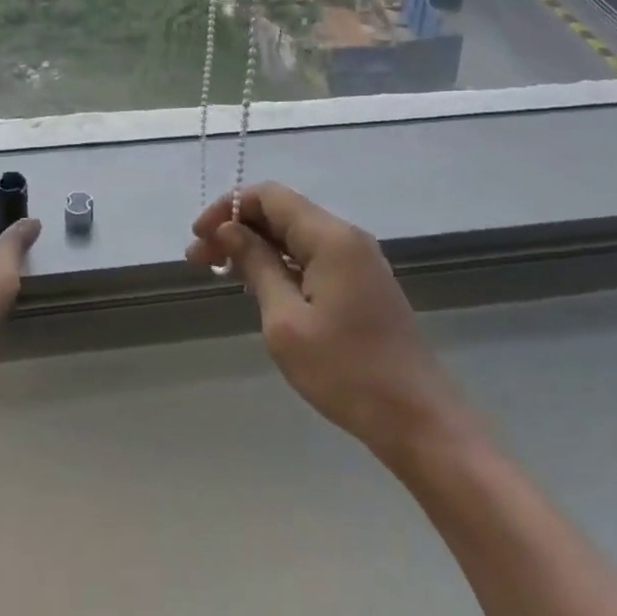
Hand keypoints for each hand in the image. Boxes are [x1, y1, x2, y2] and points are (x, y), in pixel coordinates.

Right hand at [188, 182, 465, 458]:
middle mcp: (346, 236)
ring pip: (296, 235)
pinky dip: (281, 263)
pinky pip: (313, 256)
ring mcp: (358, 260)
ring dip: (257, 247)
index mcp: (330, 237)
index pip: (270, 196)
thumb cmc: (346, 372)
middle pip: (282, 212)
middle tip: (199, 261)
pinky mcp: (362, 283)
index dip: (229, 208)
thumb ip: (257, 266)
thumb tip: (229, 230)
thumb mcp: (286, 322)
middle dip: (238, 228)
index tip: (198, 238)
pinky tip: (258, 285)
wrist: (419, 419)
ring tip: (221, 273)